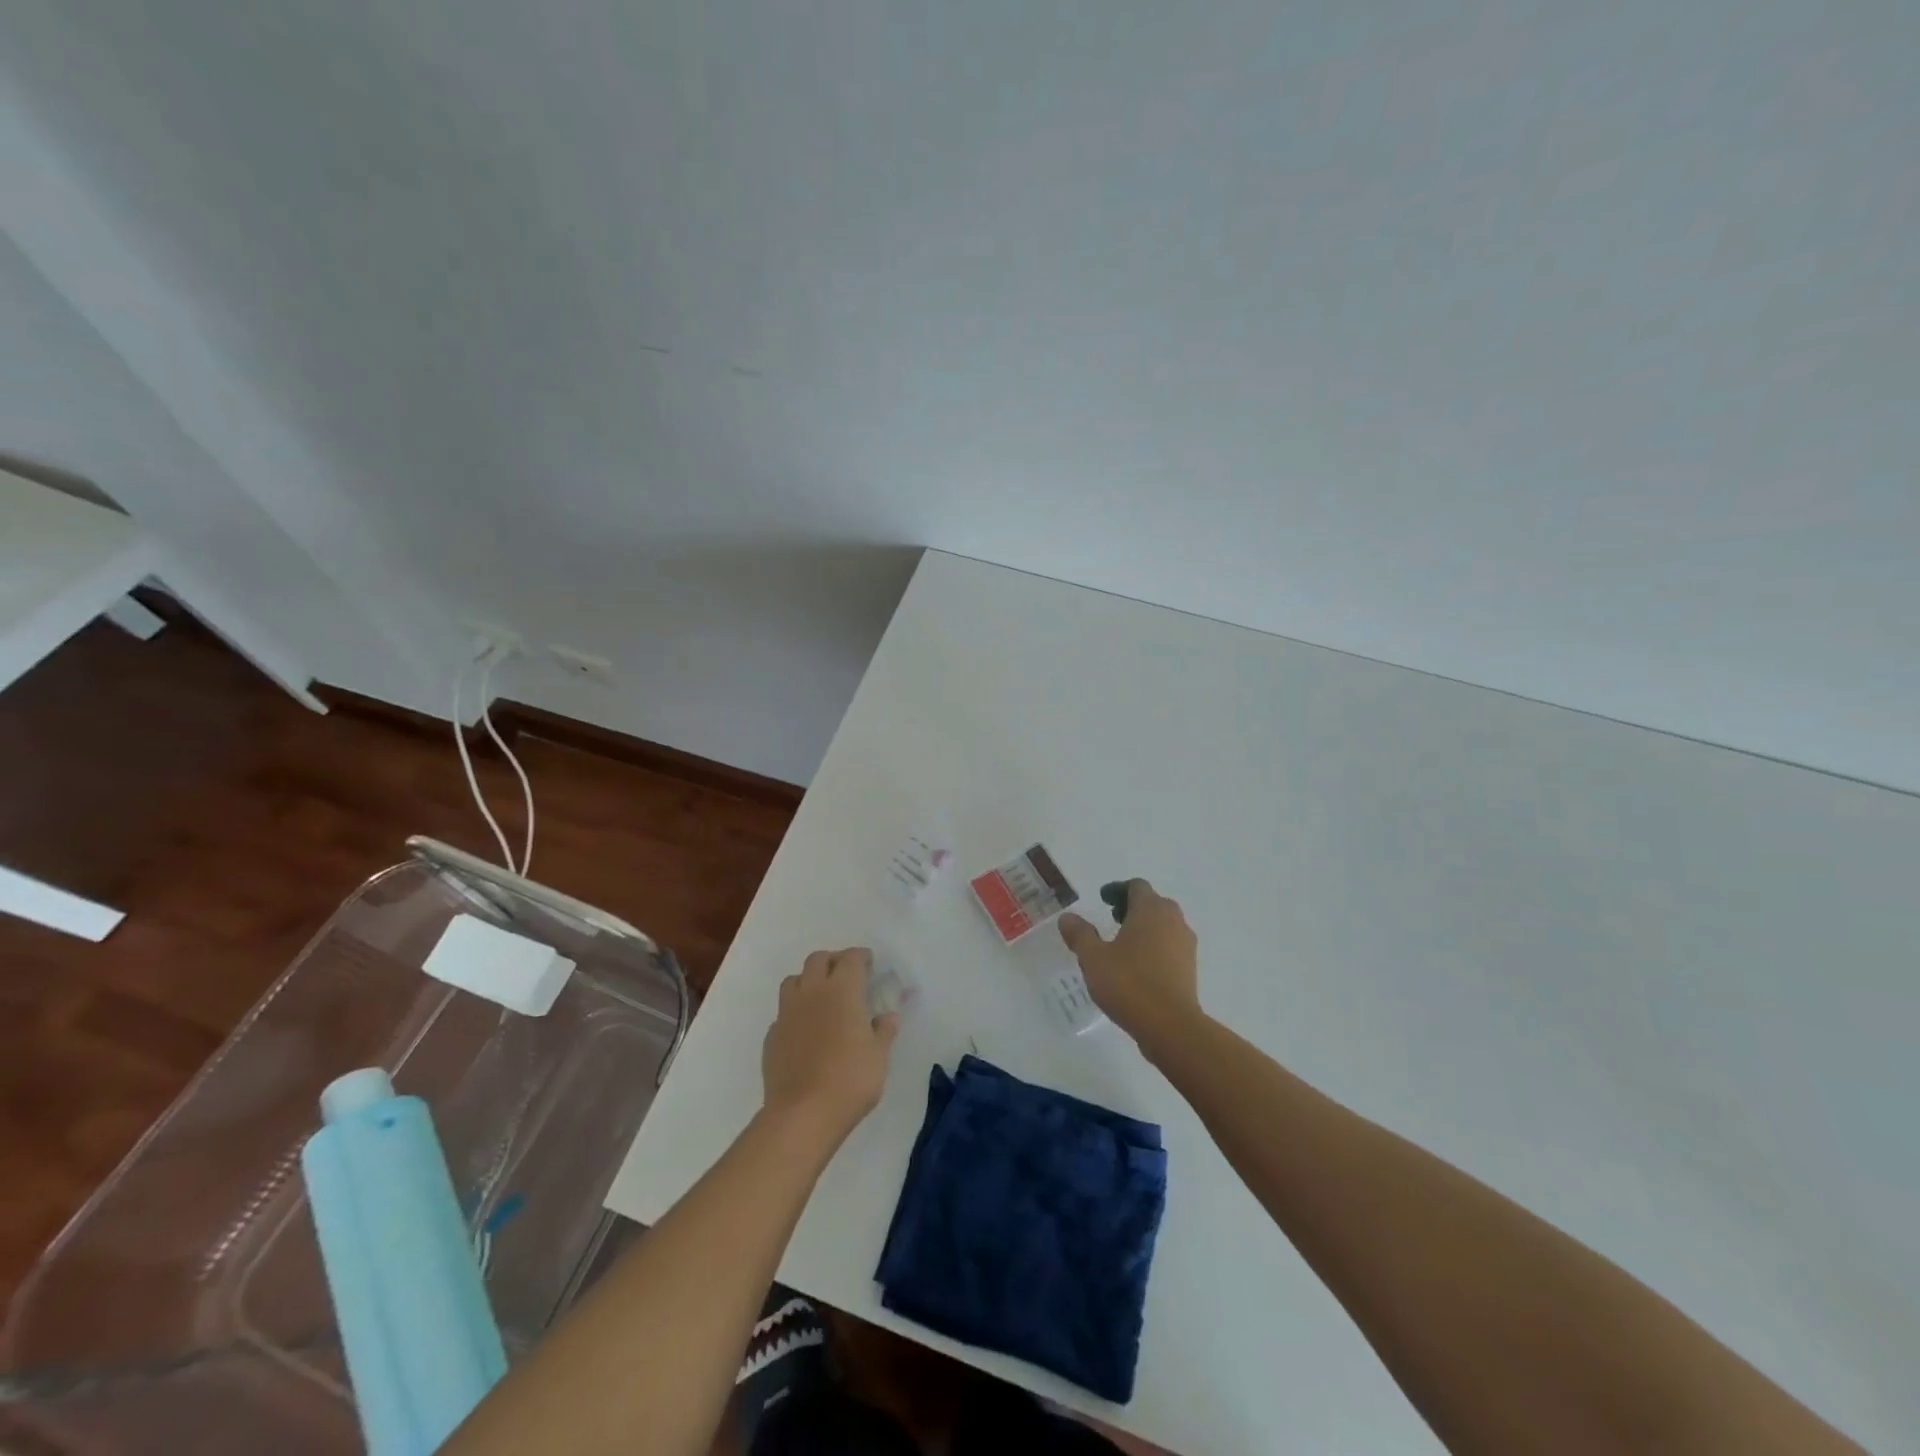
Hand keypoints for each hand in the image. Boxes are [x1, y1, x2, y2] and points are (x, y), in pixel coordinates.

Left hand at [762, 948, 899, 1144]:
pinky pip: (783, 1012)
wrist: (802, 1113)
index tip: (870, 965)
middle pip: (818, 959)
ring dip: (809, 981)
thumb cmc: (850, 1080)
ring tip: (821, 998)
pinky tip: (805, 1031)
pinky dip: (795, 1012)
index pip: (852, 958)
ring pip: (794, 980)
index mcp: (843, 989)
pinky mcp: (772, 1035)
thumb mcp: (879, 1056)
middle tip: (846, 976)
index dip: (862, 957)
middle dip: (833, 961)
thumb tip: (888, 1016)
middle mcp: (812, 991)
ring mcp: (787, 1012)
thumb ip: (884, 1031)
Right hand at [1058, 879, 1200, 1049]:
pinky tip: (1138, 967)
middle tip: (1112, 919)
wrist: (1171, 1026)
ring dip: (1145, 928)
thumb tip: (1068, 917)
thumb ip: (1079, 934)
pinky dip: (1155, 947)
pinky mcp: (1190, 968)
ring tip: (1123, 946)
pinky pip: (1170, 946)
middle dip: (1132, 907)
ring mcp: (1186, 944)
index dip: (1118, 890)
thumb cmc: (1129, 983)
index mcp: (1150, 910)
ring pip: (1164, 925)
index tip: (1103, 900)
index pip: (1137, 886)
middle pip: (1153, 903)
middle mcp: (1173, 920)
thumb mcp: (1093, 958)